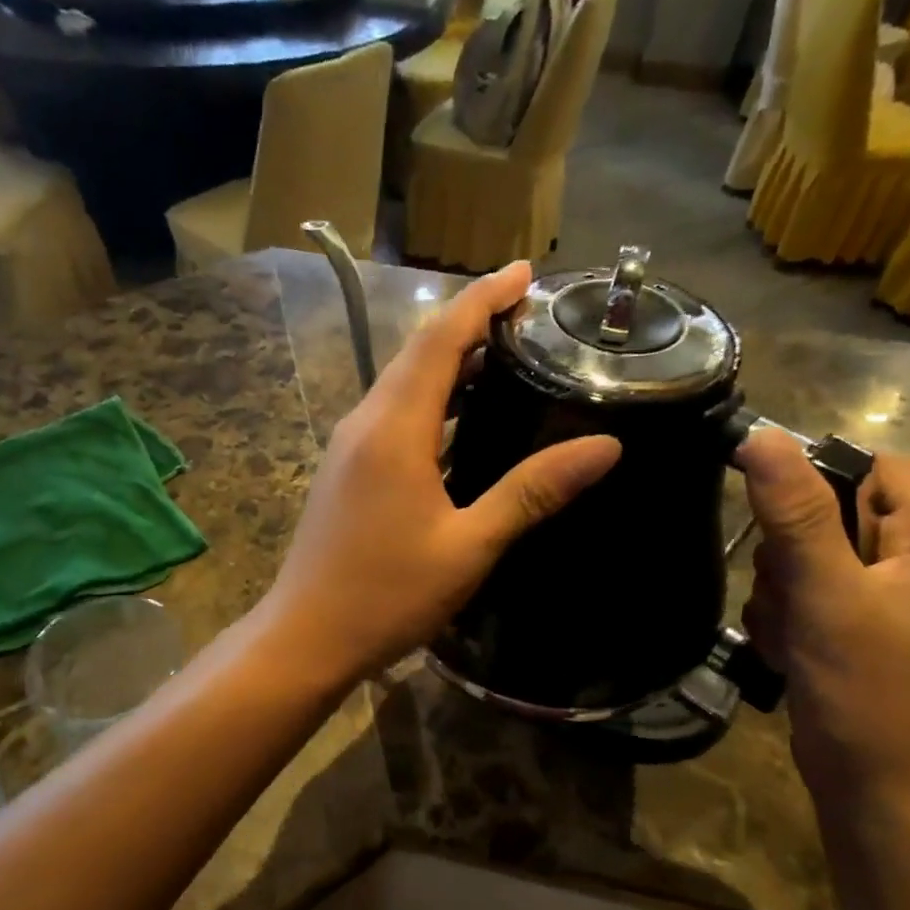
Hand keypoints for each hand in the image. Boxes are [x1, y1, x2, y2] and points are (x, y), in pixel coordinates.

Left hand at [261, 263, 620, 684]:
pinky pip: (393, 413)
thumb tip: (604, 447)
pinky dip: (431, 399)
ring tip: (504, 356)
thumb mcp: (469, 546)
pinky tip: (461, 419)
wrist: (306, 636)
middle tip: (527, 315)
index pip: (440, 339)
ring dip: (449, 361)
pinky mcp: (346, 469)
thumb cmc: (387, 595)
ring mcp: (350, 446)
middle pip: (418, 352)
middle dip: (470, 322)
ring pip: (403, 383)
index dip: (483, 299)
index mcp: (394, 428)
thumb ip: (532, 492)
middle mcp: (366, 422)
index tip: (526, 273)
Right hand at [736, 427, 909, 825]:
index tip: (772, 526)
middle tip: (793, 600)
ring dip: (782, 592)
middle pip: (832, 515)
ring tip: (791, 636)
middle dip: (791, 555)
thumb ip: (795, 512)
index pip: (872, 471)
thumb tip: (761, 434)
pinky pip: (810, 595)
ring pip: (809, 558)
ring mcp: (896, 600)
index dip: (815, 487)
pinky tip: (789, 651)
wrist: (881, 796)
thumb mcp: (828, 594)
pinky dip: (788, 618)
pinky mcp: (866, 629)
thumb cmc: (870, 691)